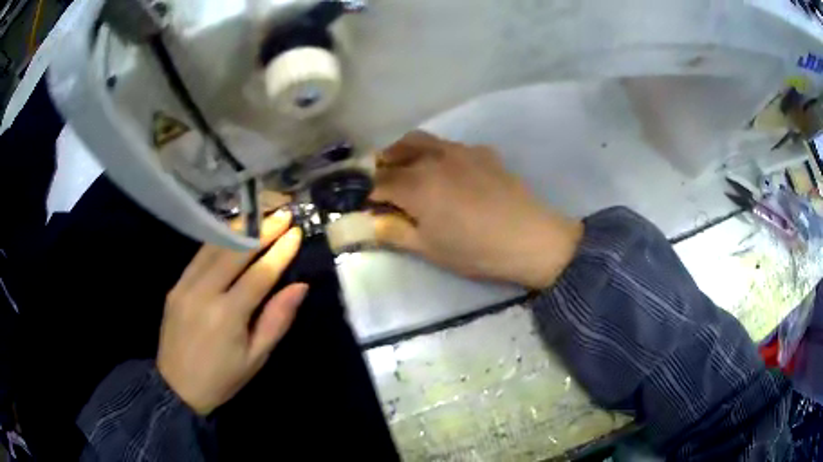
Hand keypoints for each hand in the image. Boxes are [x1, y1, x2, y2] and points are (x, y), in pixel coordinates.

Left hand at [157, 210, 305, 415]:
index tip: (296, 233)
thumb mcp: (256, 357)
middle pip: (236, 252)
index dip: (280, 252)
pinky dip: (218, 241)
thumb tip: (299, 287)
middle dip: (262, 231)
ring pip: (215, 247)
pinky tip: (232, 235)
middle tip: (282, 215)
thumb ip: (277, 320)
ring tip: (260, 217)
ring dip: (240, 230)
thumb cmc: (222, 378)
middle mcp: (204, 293)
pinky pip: (199, 256)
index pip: (259, 274)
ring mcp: (185, 285)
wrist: (176, 387)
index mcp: (227, 316)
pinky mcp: (176, 285)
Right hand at [371, 131, 582, 288]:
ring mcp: (460, 151)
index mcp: (416, 185)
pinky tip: (448, 172)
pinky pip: (451, 146)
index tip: (364, 204)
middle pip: (396, 151)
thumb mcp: (429, 249)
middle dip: (381, 165)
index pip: (378, 182)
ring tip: (407, 169)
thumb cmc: (475, 250)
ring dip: (406, 151)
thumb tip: (369, 222)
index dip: (366, 192)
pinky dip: (437, 154)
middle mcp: (433, 159)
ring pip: (422, 140)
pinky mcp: (483, 152)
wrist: (530, 239)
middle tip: (380, 182)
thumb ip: (394, 232)